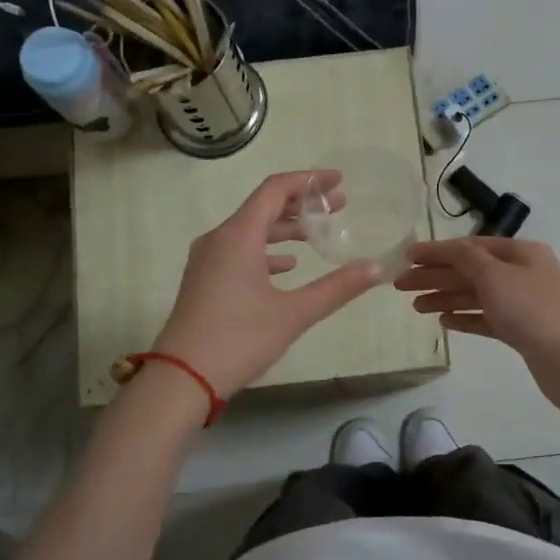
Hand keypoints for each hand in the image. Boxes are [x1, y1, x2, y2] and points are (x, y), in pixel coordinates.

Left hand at [152, 171, 387, 398]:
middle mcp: (219, 238)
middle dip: (302, 204)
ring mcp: (208, 259)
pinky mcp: (204, 280)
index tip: (339, 182)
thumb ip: (338, 287)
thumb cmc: (238, 339)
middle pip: (263, 206)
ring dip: (285, 228)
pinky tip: (287, 266)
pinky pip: (239, 251)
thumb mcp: (294, 313)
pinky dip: (266, 251)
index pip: (276, 190)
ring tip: (318, 234)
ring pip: (251, 230)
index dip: (309, 181)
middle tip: (338, 207)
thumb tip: (378, 268)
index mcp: (238, 235)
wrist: (182, 378)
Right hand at [394, 238, 559, 415]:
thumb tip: (446, 250)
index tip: (405, 256)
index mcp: (519, 253)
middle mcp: (521, 274)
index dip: (436, 251)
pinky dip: (464, 317)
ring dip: (445, 297)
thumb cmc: (535, 313)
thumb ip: (467, 260)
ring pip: (475, 295)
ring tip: (415, 306)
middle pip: (470, 270)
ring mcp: (522, 304)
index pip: (469, 247)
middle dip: (435, 276)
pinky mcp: (521, 332)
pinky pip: (485, 318)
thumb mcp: (496, 277)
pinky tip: (443, 322)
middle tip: (400, 285)